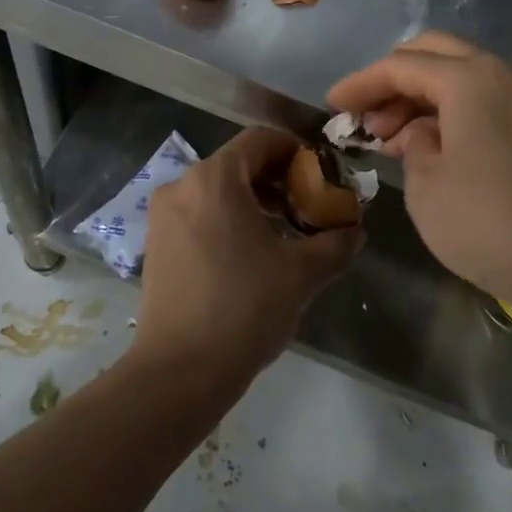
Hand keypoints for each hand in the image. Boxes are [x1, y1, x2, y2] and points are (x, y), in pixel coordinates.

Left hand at [132, 127, 360, 397]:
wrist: (179, 371)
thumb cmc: (244, 308)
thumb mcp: (302, 273)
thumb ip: (335, 242)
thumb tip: (355, 231)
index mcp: (215, 178)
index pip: (260, 140)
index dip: (296, 150)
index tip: (321, 175)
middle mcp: (182, 185)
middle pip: (238, 163)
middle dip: (277, 179)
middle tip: (308, 206)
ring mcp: (163, 215)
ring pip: (217, 189)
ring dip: (253, 200)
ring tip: (284, 232)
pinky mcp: (156, 243)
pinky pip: (199, 212)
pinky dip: (227, 218)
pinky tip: (250, 253)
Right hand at [327, 32, 511, 314]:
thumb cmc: (483, 220)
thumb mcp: (424, 183)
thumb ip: (411, 143)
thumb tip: (420, 134)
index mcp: (469, 79)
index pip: (401, 65)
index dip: (361, 83)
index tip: (332, 103)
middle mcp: (501, 74)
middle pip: (435, 54)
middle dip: (393, 79)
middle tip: (366, 117)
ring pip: (461, 76)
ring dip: (421, 97)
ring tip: (390, 139)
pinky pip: (484, 100)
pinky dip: (451, 112)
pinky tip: (430, 147)